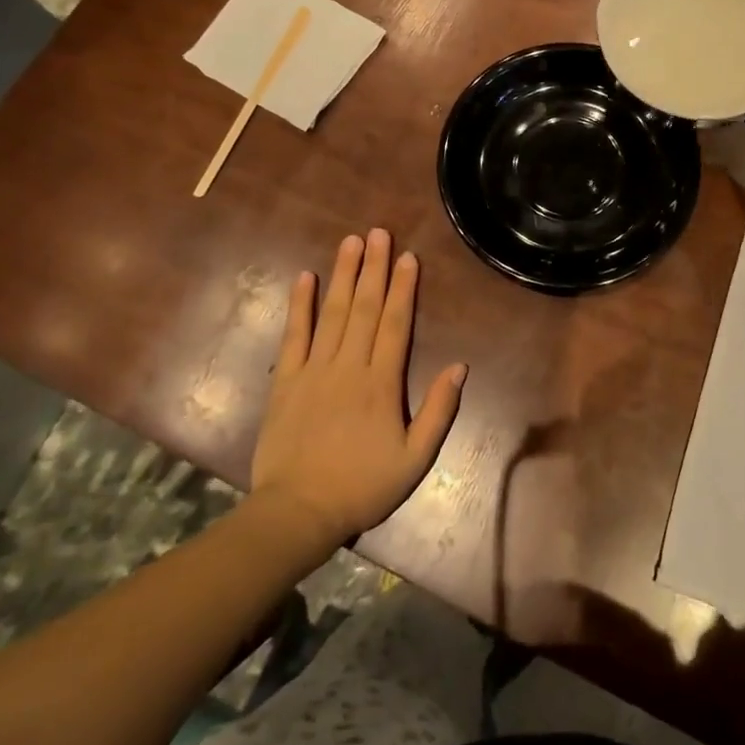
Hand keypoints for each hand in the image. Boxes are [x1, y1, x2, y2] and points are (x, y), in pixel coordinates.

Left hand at [251, 230, 466, 548]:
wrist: (298, 512)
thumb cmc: (362, 487)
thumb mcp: (415, 459)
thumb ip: (438, 411)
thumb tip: (459, 367)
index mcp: (381, 383)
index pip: (395, 324)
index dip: (403, 288)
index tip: (408, 257)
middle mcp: (349, 366)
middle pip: (364, 308)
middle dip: (374, 268)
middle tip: (379, 232)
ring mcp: (313, 370)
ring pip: (332, 313)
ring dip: (343, 275)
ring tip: (350, 242)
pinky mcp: (285, 381)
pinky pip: (293, 335)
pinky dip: (299, 305)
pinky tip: (304, 278)